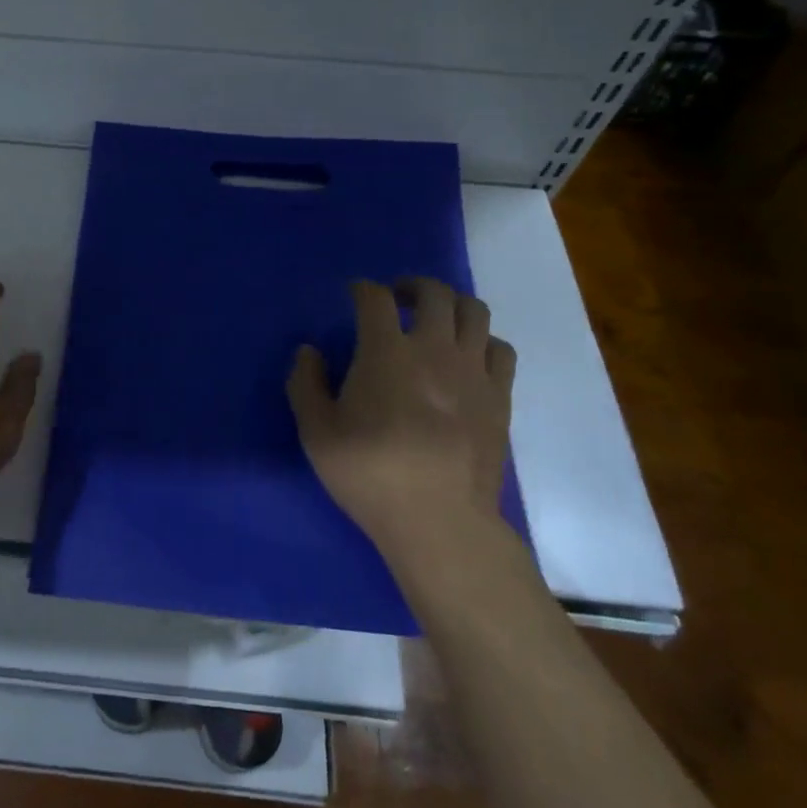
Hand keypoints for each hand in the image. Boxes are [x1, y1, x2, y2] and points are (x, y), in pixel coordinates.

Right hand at [287, 279, 517, 563]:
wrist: (439, 521)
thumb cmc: (370, 474)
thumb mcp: (317, 433)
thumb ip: (305, 384)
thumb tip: (309, 352)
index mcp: (386, 352)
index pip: (375, 298)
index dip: (362, 289)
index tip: (354, 295)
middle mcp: (433, 349)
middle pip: (433, 292)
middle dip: (412, 286)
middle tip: (397, 300)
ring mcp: (472, 371)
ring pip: (474, 311)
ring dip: (451, 305)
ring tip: (436, 321)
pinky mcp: (499, 396)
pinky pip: (500, 349)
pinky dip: (483, 341)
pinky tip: (468, 357)